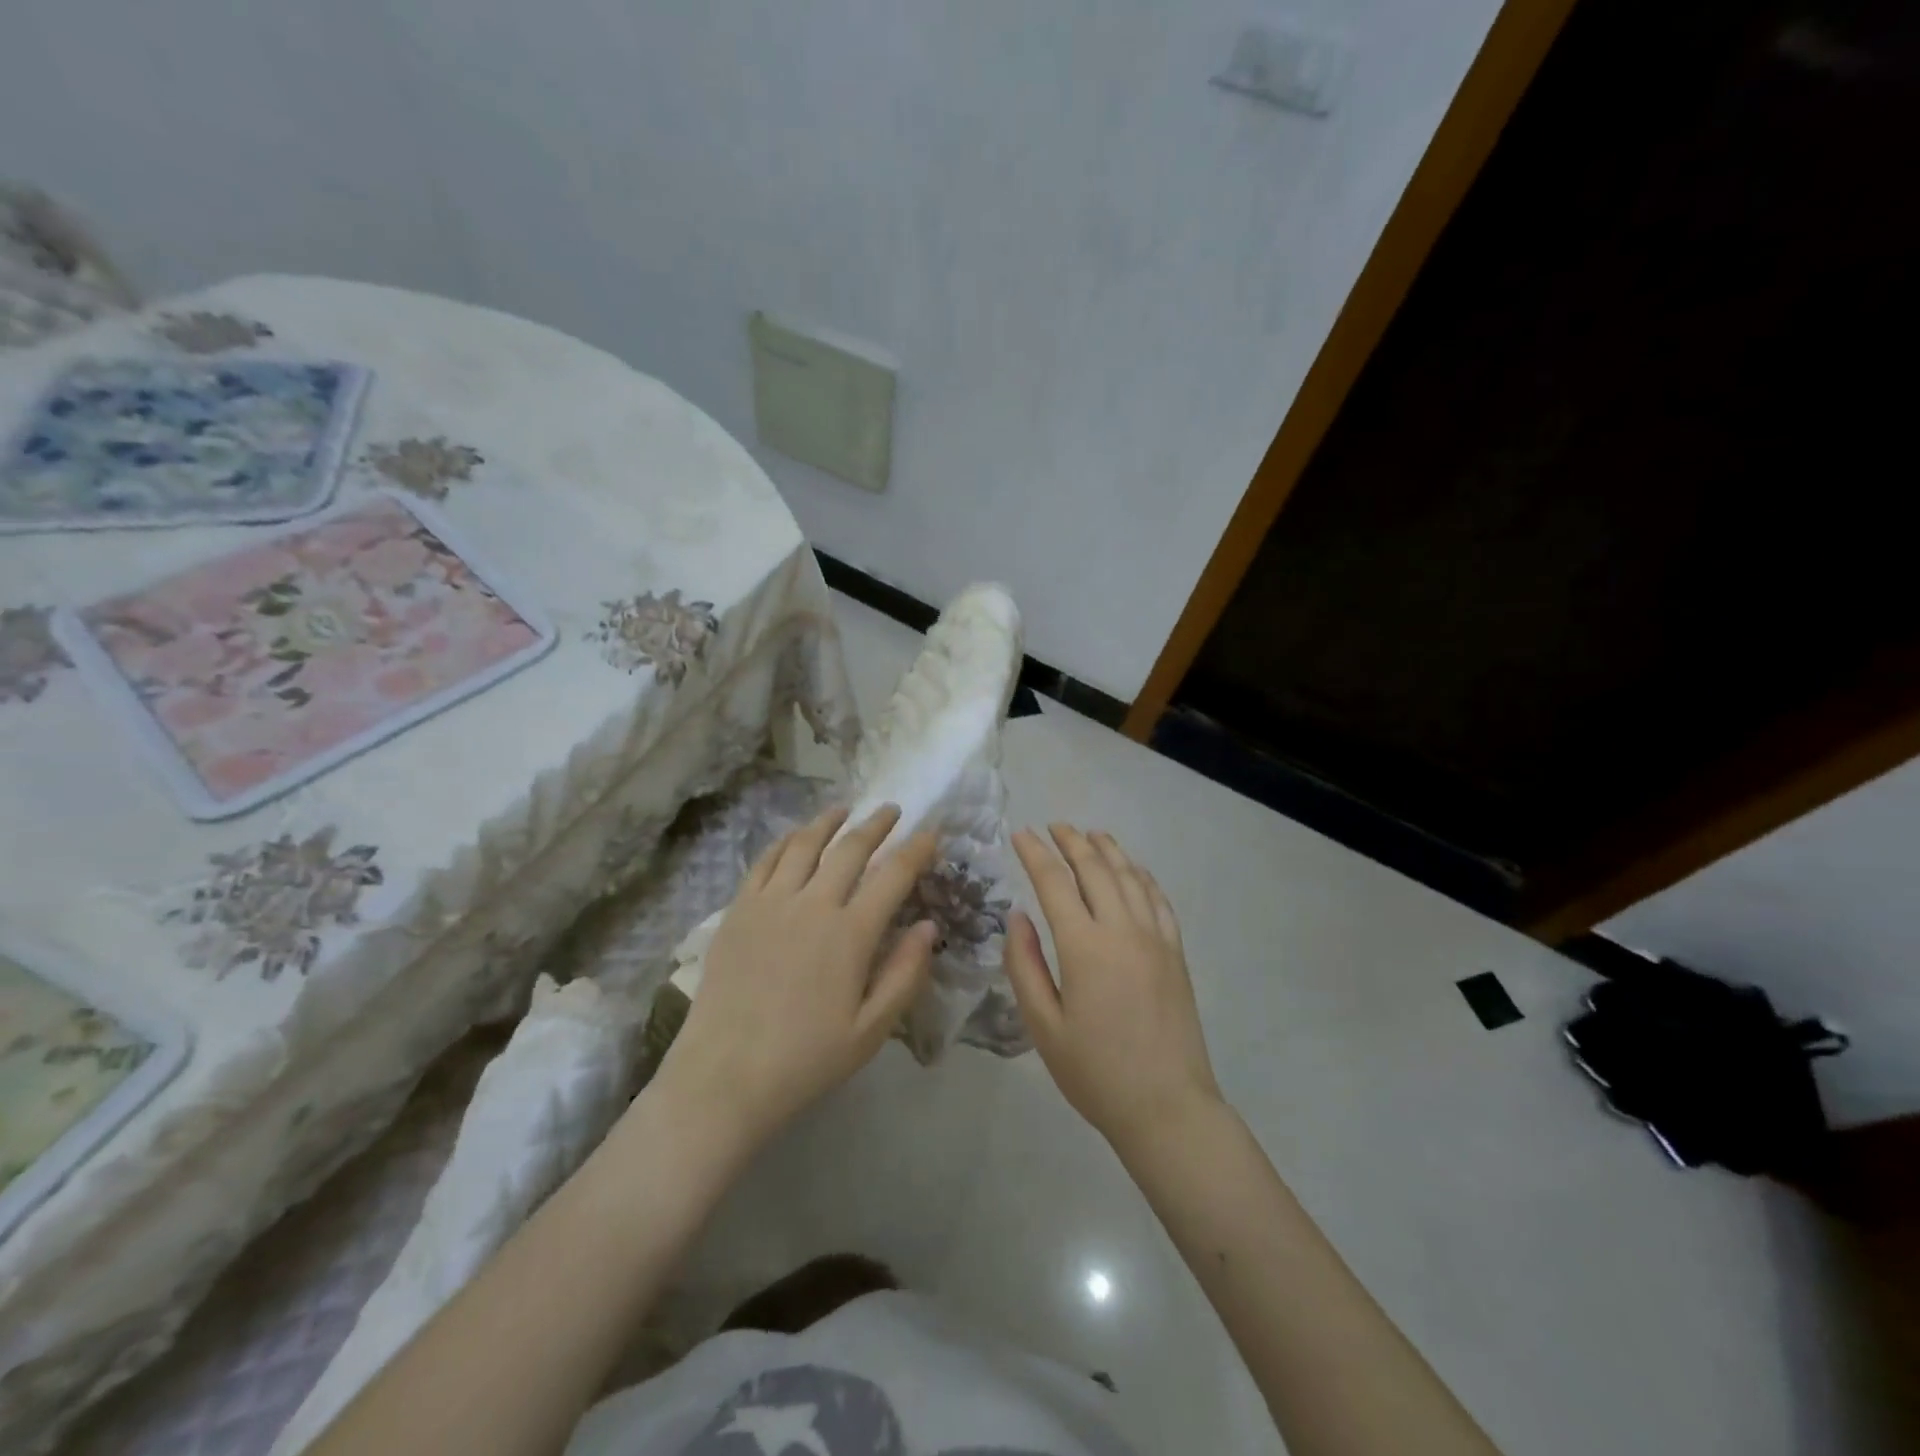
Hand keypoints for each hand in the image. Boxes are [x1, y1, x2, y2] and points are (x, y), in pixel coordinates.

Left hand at [655, 804, 938, 1151]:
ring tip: (843, 810)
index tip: (932, 832)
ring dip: (828, 822)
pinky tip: (793, 836)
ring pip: (804, 844)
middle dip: (876, 824)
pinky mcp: (738, 911)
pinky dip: (784, 841)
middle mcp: (812, 905)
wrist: (723, 1078)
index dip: (917, 849)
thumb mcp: (871, 1031)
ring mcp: (770, 903)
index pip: (893, 875)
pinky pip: (764, 861)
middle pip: (850, 848)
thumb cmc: (805, 1060)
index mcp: (850, 934)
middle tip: (892, 810)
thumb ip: (905, 974)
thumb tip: (928, 926)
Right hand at [1005, 824, 1223, 1156]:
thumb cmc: (1095, 1072)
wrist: (1167, 1106)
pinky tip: (1133, 869)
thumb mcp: (1043, 1026)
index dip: (1035, 854)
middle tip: (1054, 826)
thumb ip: (1024, 966)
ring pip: (1129, 876)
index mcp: (1084, 946)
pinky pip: (1158, 899)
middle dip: (1071, 842)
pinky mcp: (1175, 952)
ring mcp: (1155, 938)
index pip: (1054, 882)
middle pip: (1095, 868)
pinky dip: (1142, 875)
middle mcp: (1122, 929)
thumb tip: (1018, 916)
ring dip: (1107, 850)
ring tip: (1089, 835)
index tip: (1020, 834)